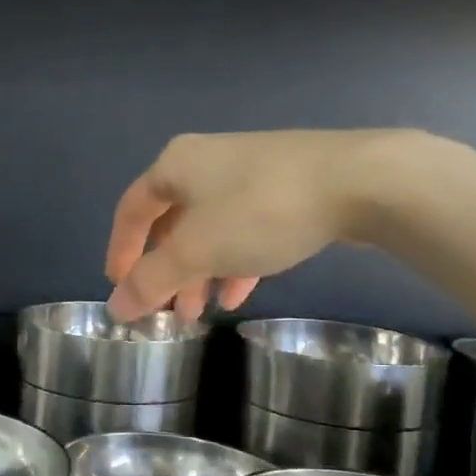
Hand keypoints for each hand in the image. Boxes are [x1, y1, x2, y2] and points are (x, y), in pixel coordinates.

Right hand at [104, 129, 435, 319]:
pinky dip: (232, 262)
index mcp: (175, 165)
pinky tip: (237, 294)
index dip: (120, 252)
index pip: (131, 212)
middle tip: (164, 311)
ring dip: (198, 273)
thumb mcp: (196, 251)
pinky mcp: (283, 187)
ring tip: (199, 313)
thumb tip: (116, 307)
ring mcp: (248, 172)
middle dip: (165, 271)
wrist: (359, 181)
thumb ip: (152, 281)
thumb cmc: (259, 210)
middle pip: (170, 223)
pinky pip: (242, 229)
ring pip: (208, 230)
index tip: (119, 289)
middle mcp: (206, 162)